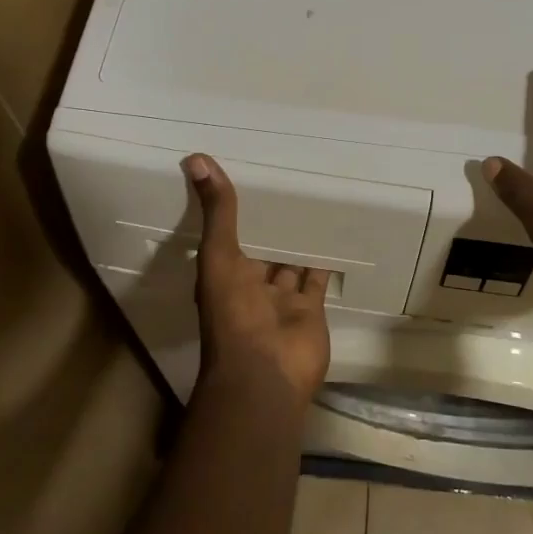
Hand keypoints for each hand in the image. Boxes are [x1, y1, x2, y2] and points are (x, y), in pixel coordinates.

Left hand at [183, 154, 331, 399]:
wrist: (266, 375)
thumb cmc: (234, 315)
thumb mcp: (219, 256)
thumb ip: (217, 212)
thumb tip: (197, 158)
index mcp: (224, 272)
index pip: (228, 233)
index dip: (234, 210)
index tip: (247, 176)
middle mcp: (251, 284)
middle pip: (262, 247)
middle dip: (271, 224)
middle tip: (287, 183)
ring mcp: (282, 299)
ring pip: (290, 261)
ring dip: (298, 239)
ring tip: (313, 201)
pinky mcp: (311, 309)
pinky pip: (317, 279)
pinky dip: (324, 260)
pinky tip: (335, 233)